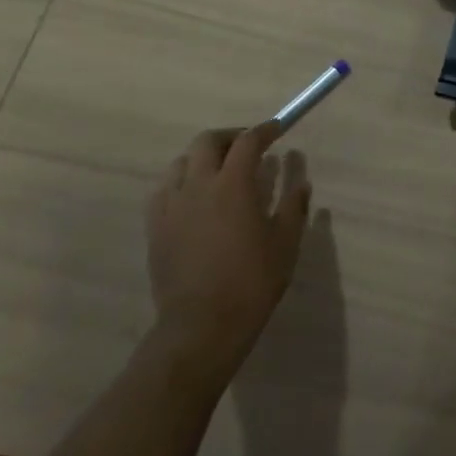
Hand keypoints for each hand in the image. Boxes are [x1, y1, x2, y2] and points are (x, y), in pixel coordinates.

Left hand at [147, 125, 309, 363]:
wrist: (202, 325)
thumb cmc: (252, 281)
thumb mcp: (286, 242)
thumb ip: (294, 205)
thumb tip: (300, 181)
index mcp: (233, 184)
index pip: (248, 141)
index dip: (265, 131)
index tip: (277, 129)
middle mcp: (199, 185)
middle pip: (207, 141)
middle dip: (230, 137)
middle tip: (248, 147)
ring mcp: (172, 205)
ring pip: (182, 162)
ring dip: (203, 158)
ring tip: (219, 171)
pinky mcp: (155, 227)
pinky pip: (164, 190)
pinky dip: (182, 182)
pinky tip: (194, 198)